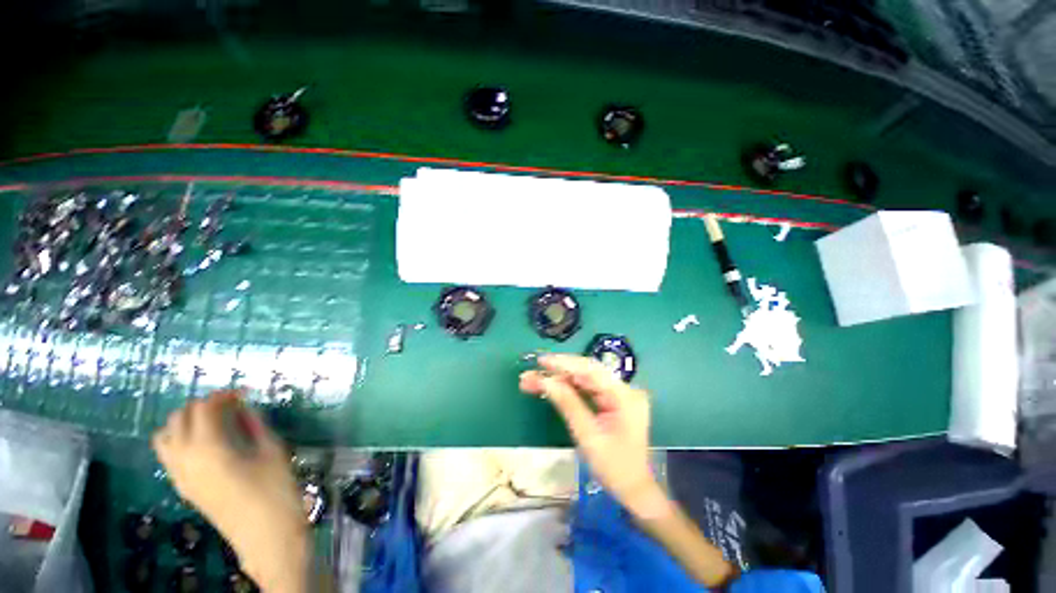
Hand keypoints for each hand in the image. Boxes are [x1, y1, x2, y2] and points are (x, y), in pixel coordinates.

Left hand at [152, 390, 309, 592]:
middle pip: (179, 418)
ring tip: (212, 422)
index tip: (243, 392)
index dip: (224, 395)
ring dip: (185, 422)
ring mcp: (179, 475)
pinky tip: (205, 445)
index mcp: (209, 447)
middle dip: (202, 405)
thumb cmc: (275, 491)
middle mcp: (185, 458)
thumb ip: (255, 425)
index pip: (205, 408)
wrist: (265, 536)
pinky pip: (168, 455)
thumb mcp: (272, 452)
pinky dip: (180, 440)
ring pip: (165, 436)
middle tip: (230, 405)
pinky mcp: (182, 487)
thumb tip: (244, 407)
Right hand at [520, 354, 670, 518]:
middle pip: (586, 372)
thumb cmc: (614, 468)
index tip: (541, 361)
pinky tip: (550, 387)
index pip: (590, 370)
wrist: (634, 490)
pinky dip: (567, 388)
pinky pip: (586, 389)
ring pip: (583, 379)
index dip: (564, 363)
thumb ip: (567, 404)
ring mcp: (618, 394)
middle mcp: (623, 389)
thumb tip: (545, 381)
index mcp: (624, 395)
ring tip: (533, 381)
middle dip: (557, 371)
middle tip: (531, 373)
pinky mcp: (612, 401)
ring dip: (559, 379)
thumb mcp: (588, 436)